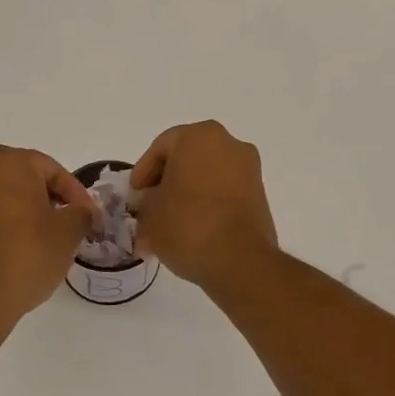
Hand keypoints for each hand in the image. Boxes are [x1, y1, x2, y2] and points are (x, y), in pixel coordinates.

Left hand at [0, 146, 96, 326]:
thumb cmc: (28, 253)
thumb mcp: (68, 231)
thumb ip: (82, 213)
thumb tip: (83, 212)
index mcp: (9, 162)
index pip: (53, 171)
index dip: (77, 195)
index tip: (91, 218)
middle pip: (28, 178)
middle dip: (53, 199)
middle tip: (73, 223)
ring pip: (9, 195)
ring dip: (32, 210)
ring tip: (52, 237)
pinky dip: (12, 222)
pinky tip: (27, 245)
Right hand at [130, 121, 278, 291]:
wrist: (240, 259)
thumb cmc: (187, 223)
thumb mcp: (149, 212)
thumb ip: (145, 200)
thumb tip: (152, 203)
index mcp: (199, 136)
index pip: (161, 148)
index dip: (142, 173)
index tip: (134, 196)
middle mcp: (229, 144)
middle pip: (186, 160)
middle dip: (166, 185)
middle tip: (148, 209)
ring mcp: (249, 170)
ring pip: (206, 178)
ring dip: (186, 198)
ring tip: (167, 228)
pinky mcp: (260, 196)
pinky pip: (224, 194)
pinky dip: (206, 207)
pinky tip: (190, 232)